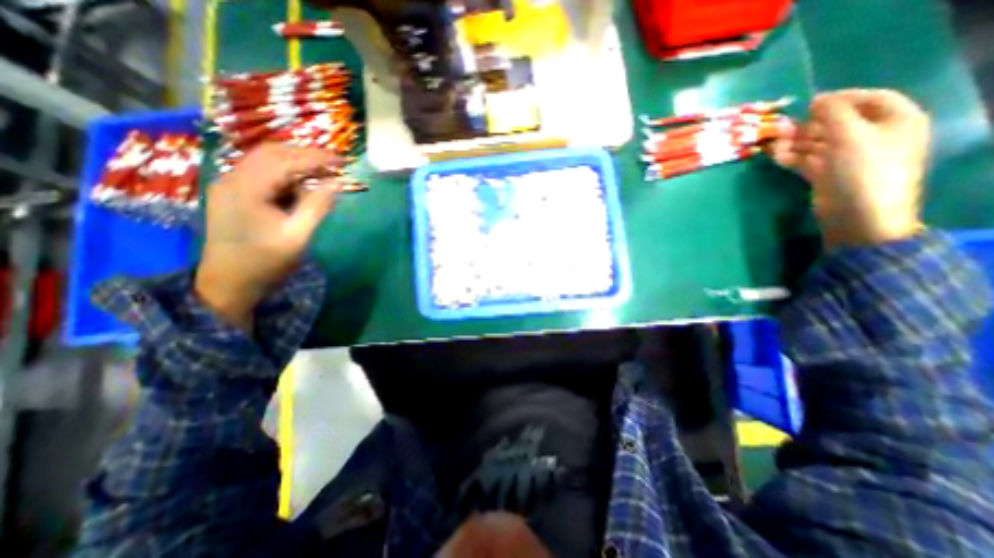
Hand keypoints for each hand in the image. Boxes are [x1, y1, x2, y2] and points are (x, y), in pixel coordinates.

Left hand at [195, 143, 341, 331]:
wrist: (229, 283)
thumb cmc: (265, 262)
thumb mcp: (297, 236)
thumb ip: (317, 206)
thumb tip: (337, 183)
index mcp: (245, 189)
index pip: (284, 161)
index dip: (316, 158)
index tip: (343, 162)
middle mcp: (232, 179)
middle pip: (272, 153)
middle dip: (306, 155)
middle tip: (335, 164)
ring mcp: (230, 185)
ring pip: (266, 161)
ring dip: (296, 163)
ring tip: (324, 173)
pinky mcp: (234, 194)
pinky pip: (263, 174)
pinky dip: (286, 174)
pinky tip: (302, 185)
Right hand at [768, 90, 932, 249]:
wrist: (858, 215)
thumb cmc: (863, 170)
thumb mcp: (851, 135)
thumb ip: (833, 114)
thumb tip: (816, 101)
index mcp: (894, 121)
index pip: (869, 99)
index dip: (840, 98)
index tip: (810, 103)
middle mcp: (872, 137)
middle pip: (837, 123)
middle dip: (808, 125)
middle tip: (782, 127)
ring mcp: (847, 158)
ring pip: (818, 143)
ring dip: (795, 142)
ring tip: (772, 143)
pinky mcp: (826, 175)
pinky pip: (807, 161)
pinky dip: (791, 158)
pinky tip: (774, 157)